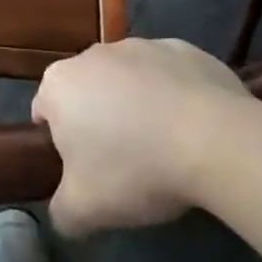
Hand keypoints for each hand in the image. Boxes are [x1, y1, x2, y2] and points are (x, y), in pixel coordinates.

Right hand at [32, 37, 249, 236]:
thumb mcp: (86, 209)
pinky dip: (176, 96)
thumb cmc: (136, 168)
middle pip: (87, 92)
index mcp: (59, 84)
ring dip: (138, 106)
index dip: (61, 146)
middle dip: (100, 121)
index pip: (45, 113)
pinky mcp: (184, 49)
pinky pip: (170, 75)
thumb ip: (62, 212)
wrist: (217, 141)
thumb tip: (63, 215)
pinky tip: (196, 129)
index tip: (87, 172)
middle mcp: (93, 55)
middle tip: (126, 164)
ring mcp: (141, 46)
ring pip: (129, 80)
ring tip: (167, 148)